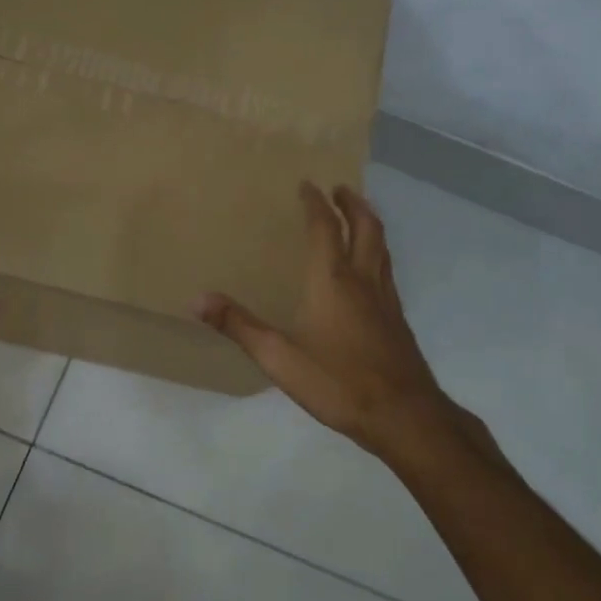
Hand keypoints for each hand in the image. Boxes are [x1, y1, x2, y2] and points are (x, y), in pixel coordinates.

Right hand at [197, 182, 489, 465]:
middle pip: (365, 226)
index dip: (315, 203)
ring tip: (357, 216)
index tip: (307, 185)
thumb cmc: (338, 382)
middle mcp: (363, 279)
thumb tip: (197, 299)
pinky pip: (387, 269)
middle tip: (339, 189)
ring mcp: (386, 298)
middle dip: (352, 203)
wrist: (404, 415)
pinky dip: (377, 251)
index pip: (326, 228)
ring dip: (369, 223)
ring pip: (381, 246)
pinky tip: (369, 270)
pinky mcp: (397, 318)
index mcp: (332, 280)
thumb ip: (239, 326)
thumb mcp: (279, 358)